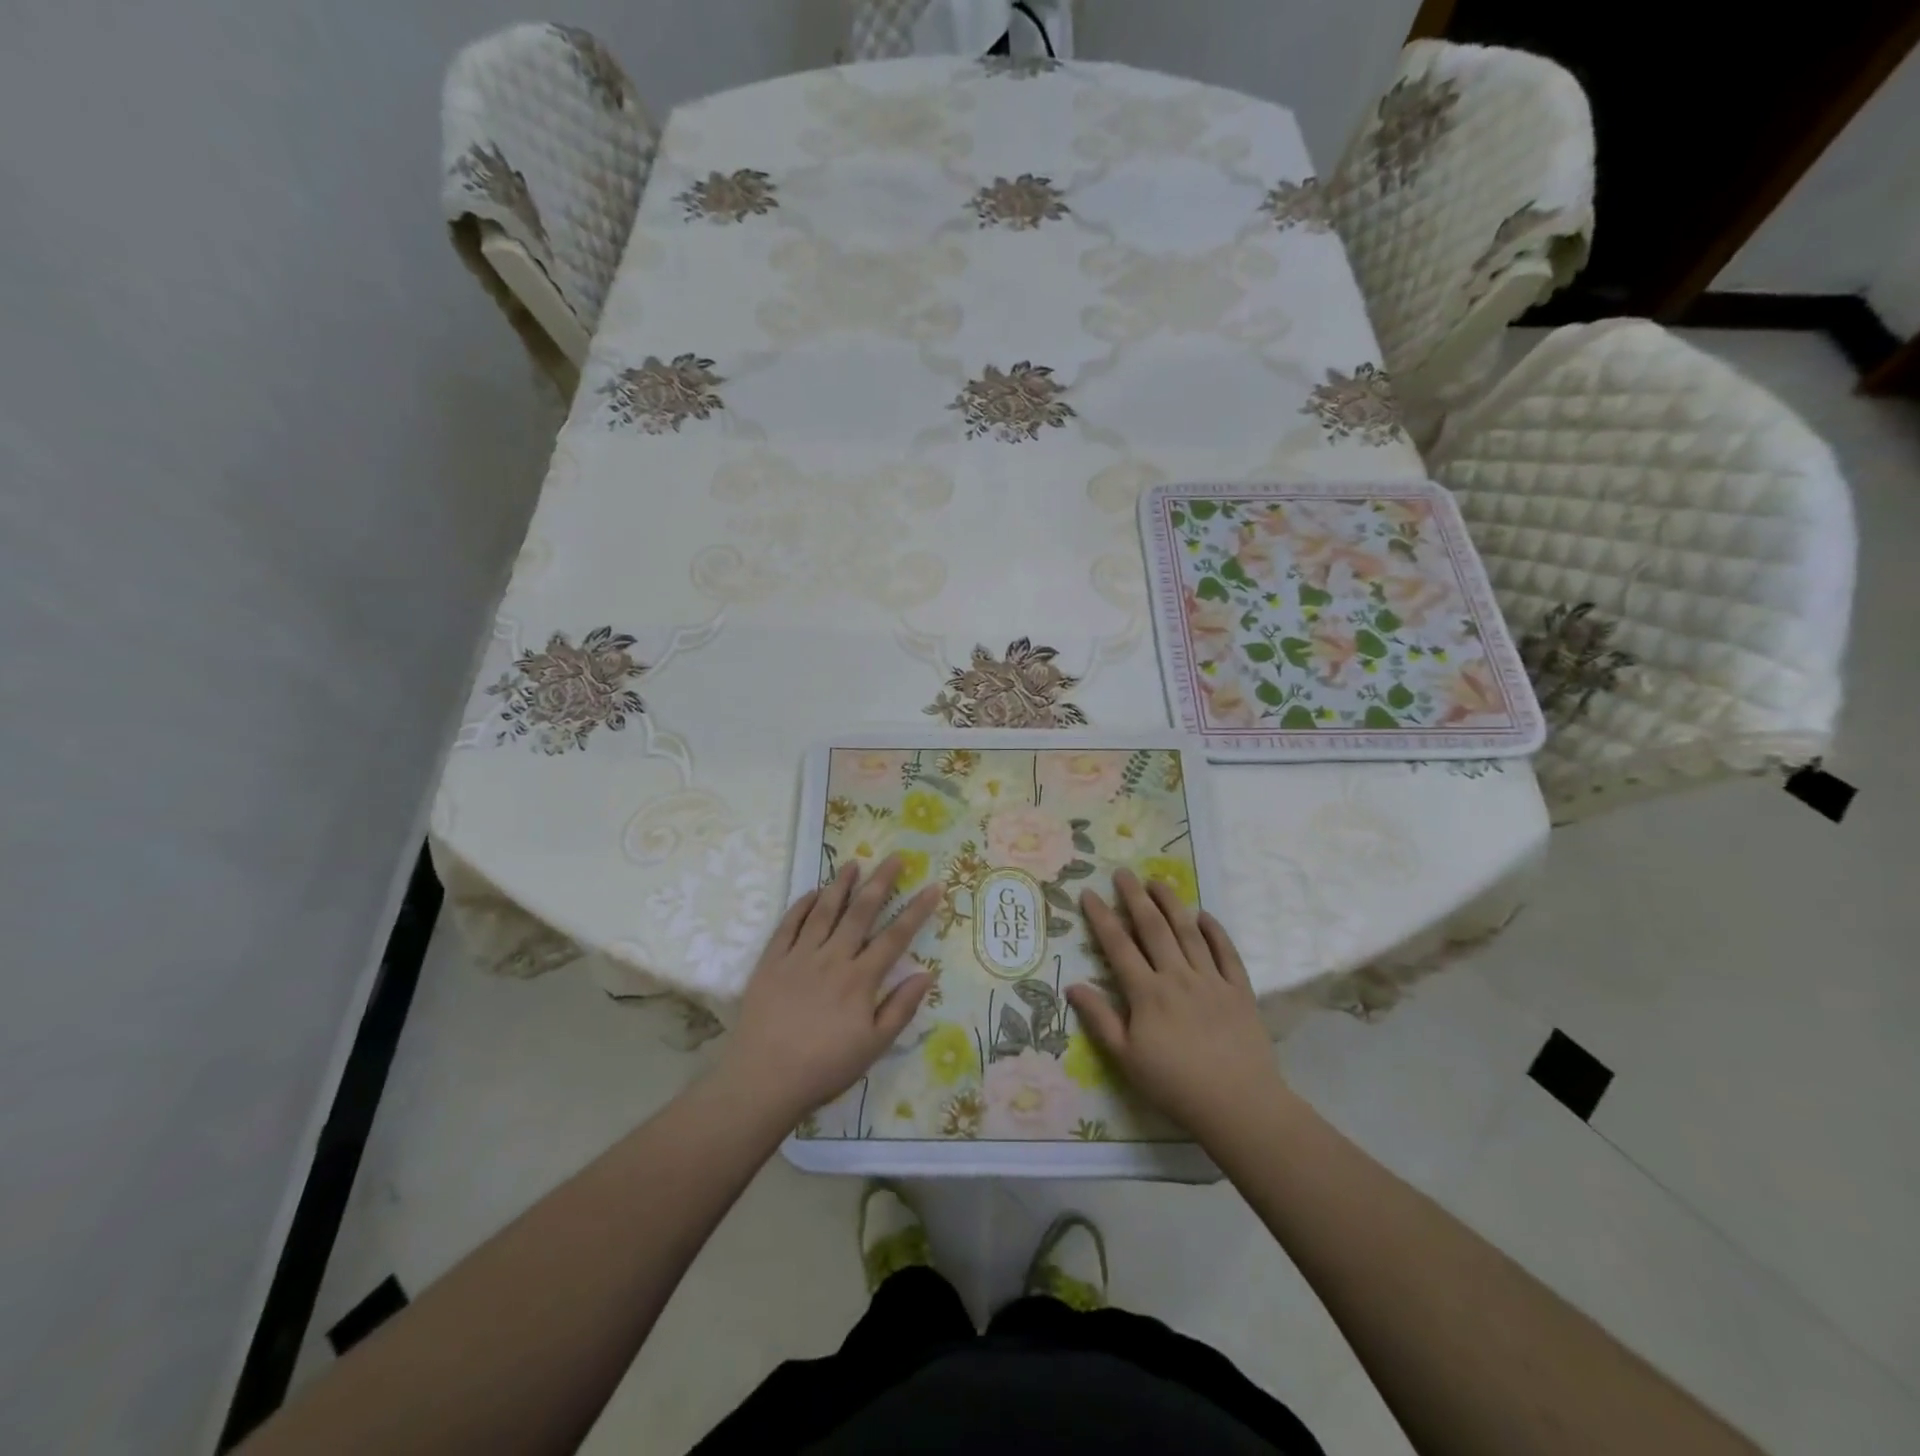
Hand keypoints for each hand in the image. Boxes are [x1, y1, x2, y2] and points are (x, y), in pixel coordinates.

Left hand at [719, 855, 938, 1123]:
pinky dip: (801, 905)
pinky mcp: (771, 961)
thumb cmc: (824, 1067)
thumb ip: (901, 1008)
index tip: (933, 886)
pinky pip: (788, 925)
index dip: (916, 910)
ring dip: (840, 885)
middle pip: (860, 912)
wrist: (763, 1078)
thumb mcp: (873, 1046)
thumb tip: (927, 973)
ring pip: (824, 911)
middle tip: (894, 857)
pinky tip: (812, 892)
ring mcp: (799, 956)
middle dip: (880, 882)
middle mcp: (833, 958)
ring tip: (853, 863)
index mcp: (860, 979)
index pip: (895, 936)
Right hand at [1067, 869, 1291, 1143]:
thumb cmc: (1175, 1086)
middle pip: (1153, 928)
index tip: (1089, 892)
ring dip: (1172, 904)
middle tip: (1123, 873)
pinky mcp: (1240, 990)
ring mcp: (1211, 980)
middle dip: (1135, 897)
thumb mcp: (1126, 1059)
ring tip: (1158, 881)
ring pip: (1188, 932)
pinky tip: (1204, 916)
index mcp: (1147, 993)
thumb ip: (1100, 1019)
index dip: (1101, 917)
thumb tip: (1073, 985)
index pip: (1118, 946)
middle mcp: (1177, 977)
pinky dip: (1215, 931)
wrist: (1239, 1105)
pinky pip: (1227, 953)